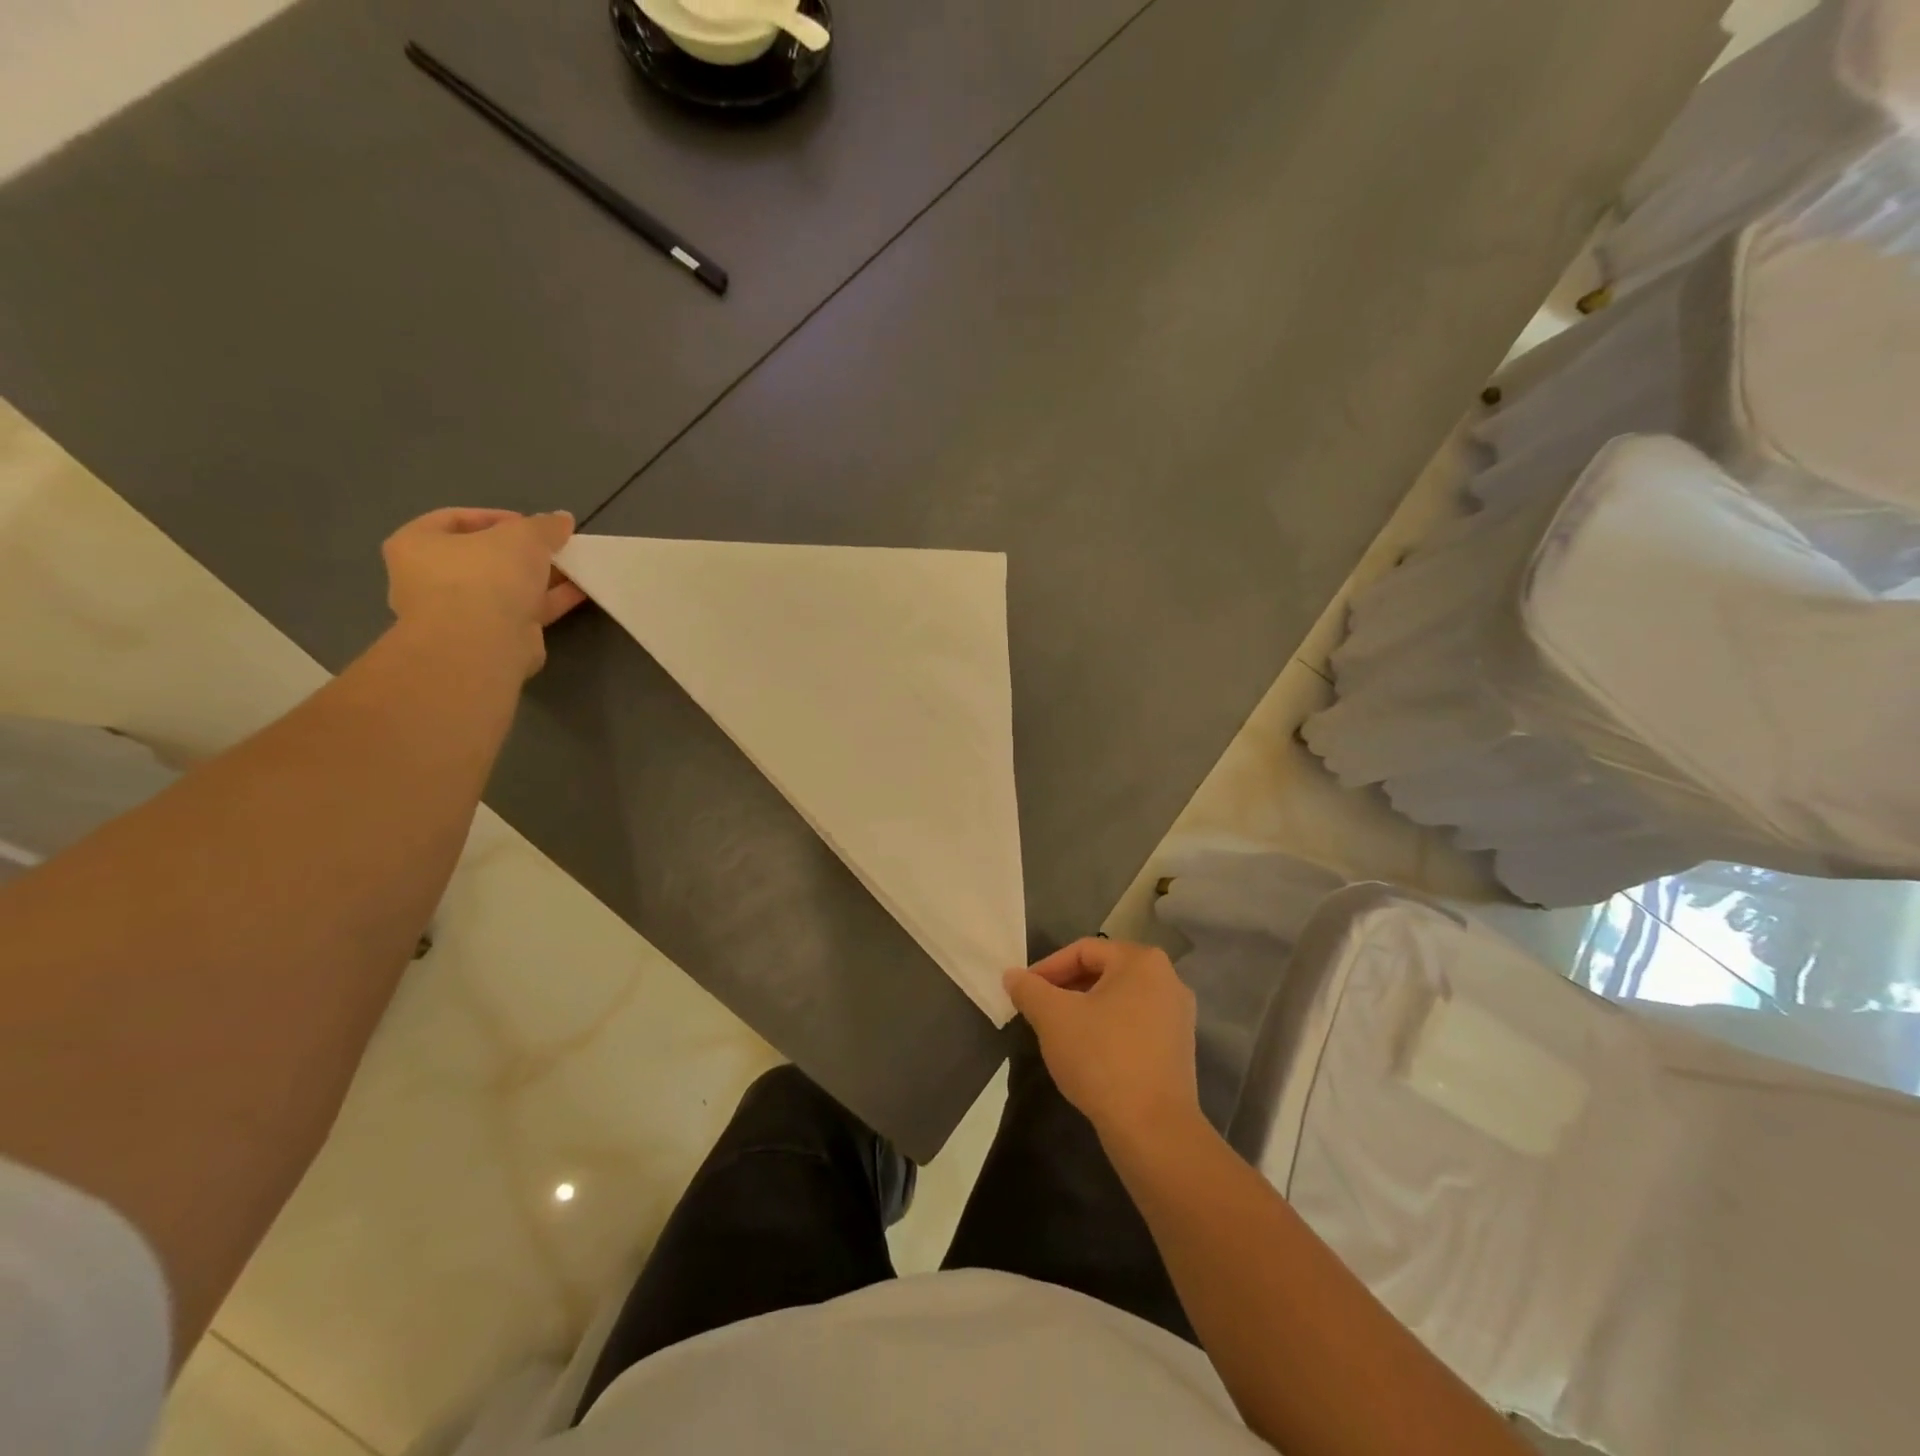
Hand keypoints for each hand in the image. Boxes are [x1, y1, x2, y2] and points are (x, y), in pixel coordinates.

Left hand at [382, 508, 586, 677]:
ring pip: (506, 586)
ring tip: (574, 567)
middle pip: (484, 556)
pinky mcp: (491, 637)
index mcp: (417, 545)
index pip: (454, 519)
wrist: (482, 644)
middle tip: (554, 547)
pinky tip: (579, 591)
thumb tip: (562, 519)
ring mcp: (461, 612)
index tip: (530, 523)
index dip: (495, 517)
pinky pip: (523, 610)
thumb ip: (544, 526)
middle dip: (523, 552)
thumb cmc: (486, 576)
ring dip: (540, 577)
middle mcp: (431, 579)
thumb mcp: (522, 536)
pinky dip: (549, 600)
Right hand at [1003, 938, 1201, 1141]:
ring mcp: (1178, 1015)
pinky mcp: (1179, 1048)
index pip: (1083, 951)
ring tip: (1058, 1033)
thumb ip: (1028, 989)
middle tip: (1038, 1011)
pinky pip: (1134, 1024)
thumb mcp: (1052, 1017)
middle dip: (1066, 989)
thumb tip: (1012, 976)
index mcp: (1142, 961)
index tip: (1023, 992)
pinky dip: (1107, 1030)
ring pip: (1118, 1000)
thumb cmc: (1101, 1057)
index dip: (1047, 968)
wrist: (1153, 1129)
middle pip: (1103, 972)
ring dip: (1085, 1010)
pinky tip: (1088, 1054)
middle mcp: (1168, 979)